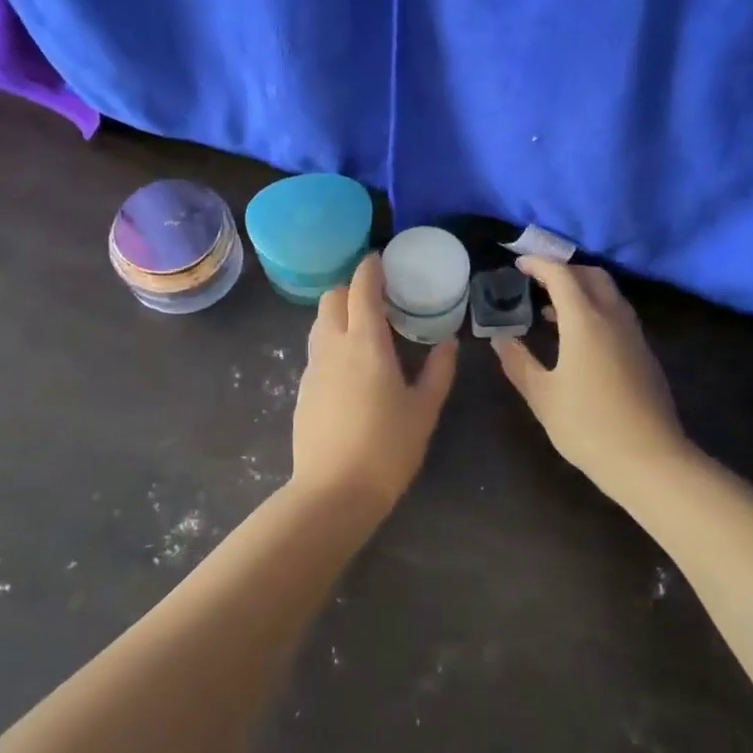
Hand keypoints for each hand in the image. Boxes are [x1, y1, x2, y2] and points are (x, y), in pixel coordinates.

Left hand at [292, 252, 457, 514]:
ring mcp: (313, 367)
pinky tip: (352, 367)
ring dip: (339, 314)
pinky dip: (333, 342)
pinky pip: (317, 350)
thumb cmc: (387, 448)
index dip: (370, 268)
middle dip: (351, 288)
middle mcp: (333, 345)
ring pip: (320, 323)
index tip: (382, 260)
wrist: (333, 492)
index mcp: (365, 342)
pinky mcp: (303, 389)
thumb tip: (449, 344)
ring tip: (366, 330)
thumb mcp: (424, 410)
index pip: (361, 287)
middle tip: (377, 299)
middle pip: (332, 297)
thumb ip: (438, 372)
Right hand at [492, 258, 689, 487]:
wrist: (649, 459)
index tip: (519, 263)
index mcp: (585, 321)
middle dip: (564, 271)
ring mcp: (633, 334)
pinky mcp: (644, 353)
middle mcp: (613, 317)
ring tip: (553, 311)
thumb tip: (501, 338)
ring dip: (582, 290)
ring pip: (609, 294)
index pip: (561, 275)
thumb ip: (518, 362)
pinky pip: (618, 314)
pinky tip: (580, 339)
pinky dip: (596, 309)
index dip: (539, 264)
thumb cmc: (587, 426)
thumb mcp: (542, 395)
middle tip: (537, 283)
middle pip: (591, 275)